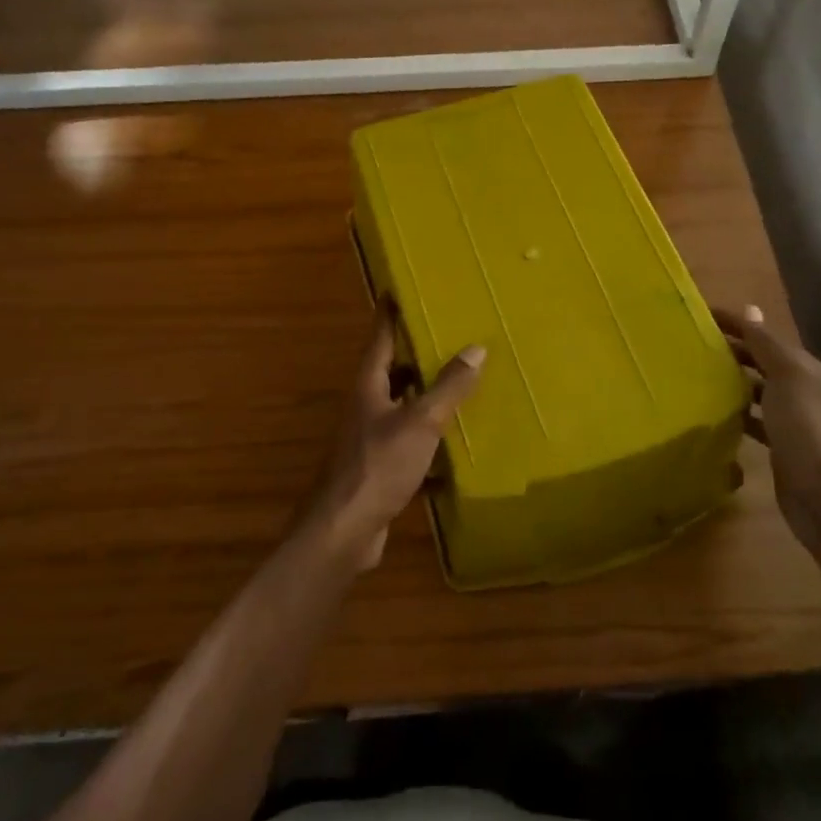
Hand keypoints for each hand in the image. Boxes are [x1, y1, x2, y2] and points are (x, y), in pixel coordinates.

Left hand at [304, 299, 485, 571]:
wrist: (344, 531)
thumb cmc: (378, 465)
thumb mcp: (420, 421)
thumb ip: (448, 387)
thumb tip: (476, 347)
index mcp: (369, 385)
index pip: (381, 337)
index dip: (391, 312)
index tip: (402, 289)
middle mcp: (367, 405)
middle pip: (393, 370)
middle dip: (419, 354)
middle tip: (451, 335)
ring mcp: (371, 438)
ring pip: (403, 406)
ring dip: (428, 396)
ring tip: (463, 382)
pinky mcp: (381, 467)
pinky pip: (411, 442)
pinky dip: (431, 439)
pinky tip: (458, 444)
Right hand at [717, 305, 820, 564]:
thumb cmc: (805, 430)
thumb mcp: (787, 378)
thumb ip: (766, 345)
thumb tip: (751, 309)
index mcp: (803, 368)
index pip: (762, 335)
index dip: (734, 323)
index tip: (699, 315)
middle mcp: (801, 389)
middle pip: (760, 360)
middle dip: (731, 349)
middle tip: (691, 344)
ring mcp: (792, 419)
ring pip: (757, 389)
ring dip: (732, 380)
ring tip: (696, 375)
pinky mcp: (781, 445)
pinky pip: (755, 418)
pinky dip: (737, 412)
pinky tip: (716, 414)